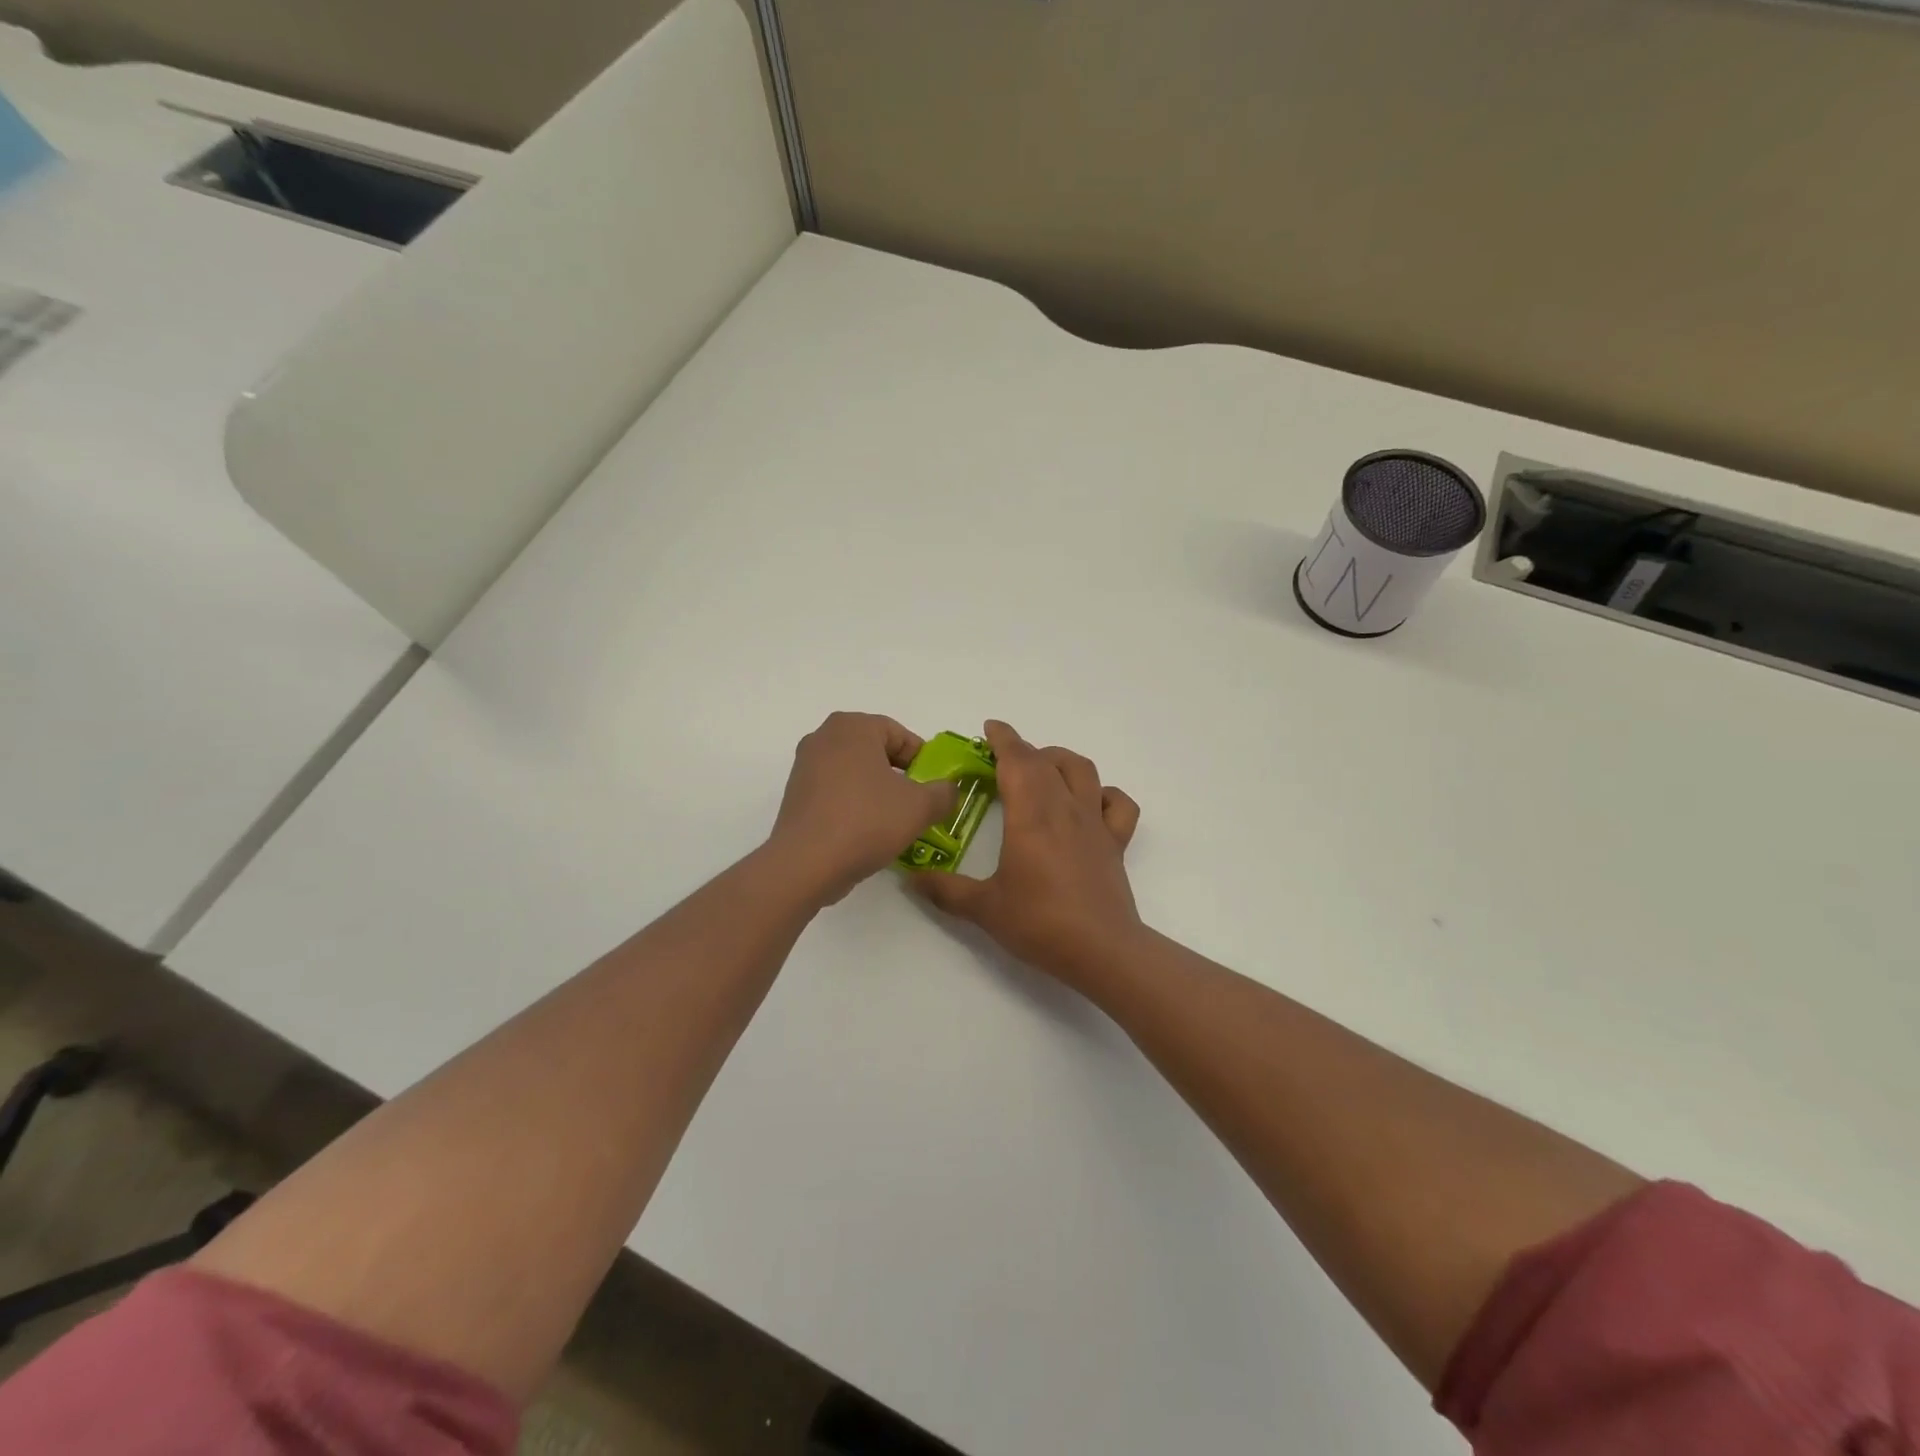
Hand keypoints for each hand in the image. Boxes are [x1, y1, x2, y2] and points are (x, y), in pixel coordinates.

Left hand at [770, 712, 957, 905]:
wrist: (806, 864)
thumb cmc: (867, 821)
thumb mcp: (920, 807)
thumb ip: (944, 792)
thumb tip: (948, 790)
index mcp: (853, 726)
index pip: (900, 735)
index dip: (923, 761)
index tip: (933, 788)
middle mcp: (824, 737)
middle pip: (876, 752)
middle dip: (900, 776)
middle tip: (918, 804)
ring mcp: (805, 766)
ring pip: (856, 774)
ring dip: (878, 793)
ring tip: (894, 823)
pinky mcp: (796, 795)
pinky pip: (836, 793)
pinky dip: (855, 806)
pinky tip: (866, 833)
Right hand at [911, 721, 1141, 981]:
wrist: (1102, 951)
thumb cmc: (1040, 923)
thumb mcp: (984, 908)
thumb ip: (945, 890)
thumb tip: (911, 878)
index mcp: (1031, 815)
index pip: (1017, 760)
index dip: (1003, 739)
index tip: (989, 728)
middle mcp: (1065, 808)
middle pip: (1046, 761)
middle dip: (1022, 750)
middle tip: (1001, 759)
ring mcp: (1095, 823)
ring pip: (1082, 770)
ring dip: (1059, 759)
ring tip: (1041, 769)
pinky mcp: (1115, 843)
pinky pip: (1118, 804)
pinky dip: (1103, 794)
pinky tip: (1089, 803)